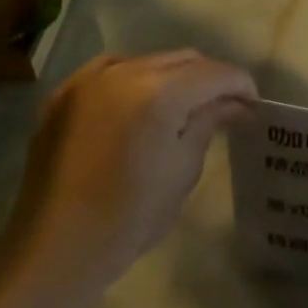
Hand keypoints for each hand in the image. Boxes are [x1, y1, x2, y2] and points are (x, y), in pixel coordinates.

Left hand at [1, 50, 256, 291]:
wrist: (54, 248)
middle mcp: (123, 71)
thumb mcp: (181, 170)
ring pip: (147, 60)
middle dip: (209, 77)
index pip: (213, 73)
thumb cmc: (128, 218)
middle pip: (182, 59)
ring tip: (185, 105)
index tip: (253, 104)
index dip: (240, 84)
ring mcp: (89, 78)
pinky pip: (111, 71)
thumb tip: (236, 104)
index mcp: (158, 92)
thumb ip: (208, 123)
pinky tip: (140, 104)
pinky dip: (135, 80)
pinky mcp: (65, 92)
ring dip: (172, 76)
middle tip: (226, 105)